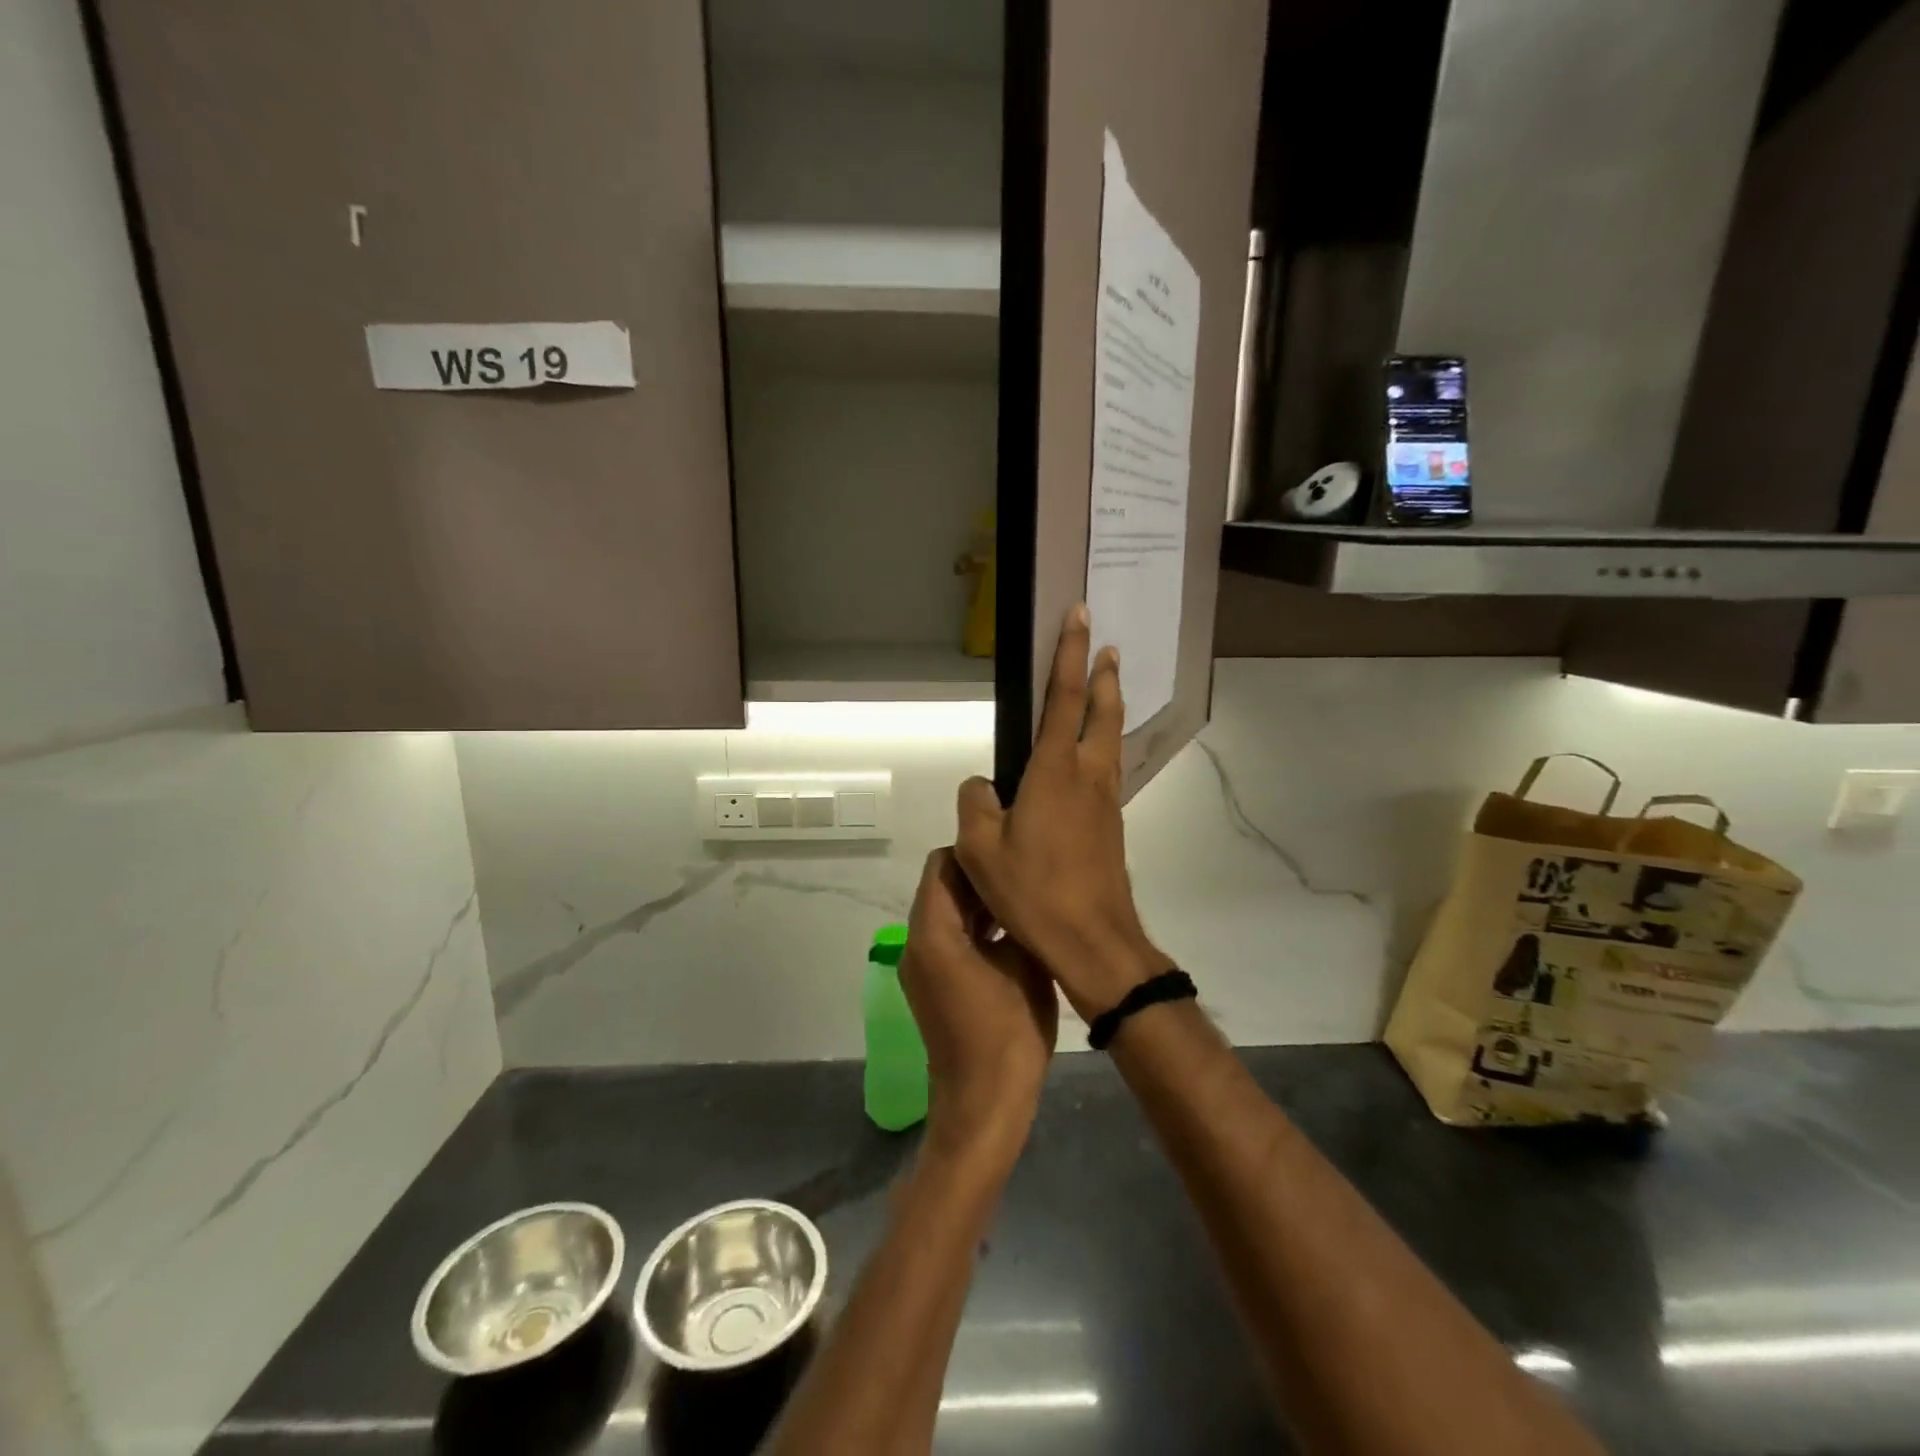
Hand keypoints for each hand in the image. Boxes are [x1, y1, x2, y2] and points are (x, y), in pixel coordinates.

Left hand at [900, 849, 1058, 1157]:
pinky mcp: (930, 985)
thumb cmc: (1008, 1031)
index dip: (978, 853)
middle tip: (1024, 874)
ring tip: (1022, 901)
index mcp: (932, 931)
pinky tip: (1010, 934)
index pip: (943, 863)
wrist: (985, 1103)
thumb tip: (1018, 887)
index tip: (1012, 854)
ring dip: (978, 904)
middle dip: (980, 878)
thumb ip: (1016, 915)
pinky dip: (973, 929)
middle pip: (941, 886)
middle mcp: (915, 942)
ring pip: (945, 912)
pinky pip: (947, 938)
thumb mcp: (1024, 963)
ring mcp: (920, 965)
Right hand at [955, 605, 1173, 1020]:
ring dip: (1108, 708)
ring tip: (1106, 687)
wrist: (1093, 940)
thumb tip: (982, 785)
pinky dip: (1104, 745)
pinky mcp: (1111, 825)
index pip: (1063, 697)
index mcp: (1055, 770)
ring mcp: (1106, 800)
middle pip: (1102, 711)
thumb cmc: (1033, 891)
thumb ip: (975, 804)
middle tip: (1107, 646)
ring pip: (1110, 739)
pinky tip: (1093, 759)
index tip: (1079, 616)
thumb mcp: (981, 849)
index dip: (1069, 653)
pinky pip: (1108, 770)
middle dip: (1103, 674)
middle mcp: (1088, 775)